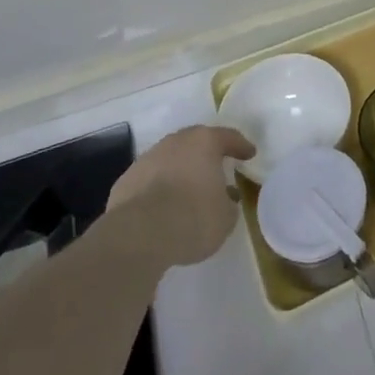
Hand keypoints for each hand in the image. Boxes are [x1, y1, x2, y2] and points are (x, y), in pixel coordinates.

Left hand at [108, 125, 255, 267]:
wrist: (137, 237)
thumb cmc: (192, 219)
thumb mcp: (225, 218)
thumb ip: (228, 203)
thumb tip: (224, 198)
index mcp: (205, 142)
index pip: (229, 137)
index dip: (241, 146)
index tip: (249, 154)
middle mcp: (176, 142)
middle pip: (196, 142)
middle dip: (206, 155)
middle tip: (216, 168)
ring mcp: (147, 159)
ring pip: (170, 160)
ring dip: (180, 172)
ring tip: (186, 192)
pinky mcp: (125, 181)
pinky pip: (149, 181)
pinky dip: (157, 189)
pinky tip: (160, 208)